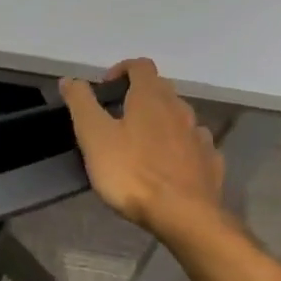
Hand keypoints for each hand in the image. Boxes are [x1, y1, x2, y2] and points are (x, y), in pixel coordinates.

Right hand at [61, 59, 225, 236]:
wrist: (183, 214)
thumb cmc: (131, 172)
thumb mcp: (94, 136)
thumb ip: (81, 103)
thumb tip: (69, 79)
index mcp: (151, 98)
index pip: (140, 66)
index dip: (121, 70)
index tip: (104, 90)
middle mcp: (180, 109)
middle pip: (161, 90)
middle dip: (139, 97)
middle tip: (116, 119)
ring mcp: (200, 136)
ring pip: (179, 118)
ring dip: (161, 122)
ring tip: (141, 145)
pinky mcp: (210, 162)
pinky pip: (194, 145)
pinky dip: (180, 147)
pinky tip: (169, 165)